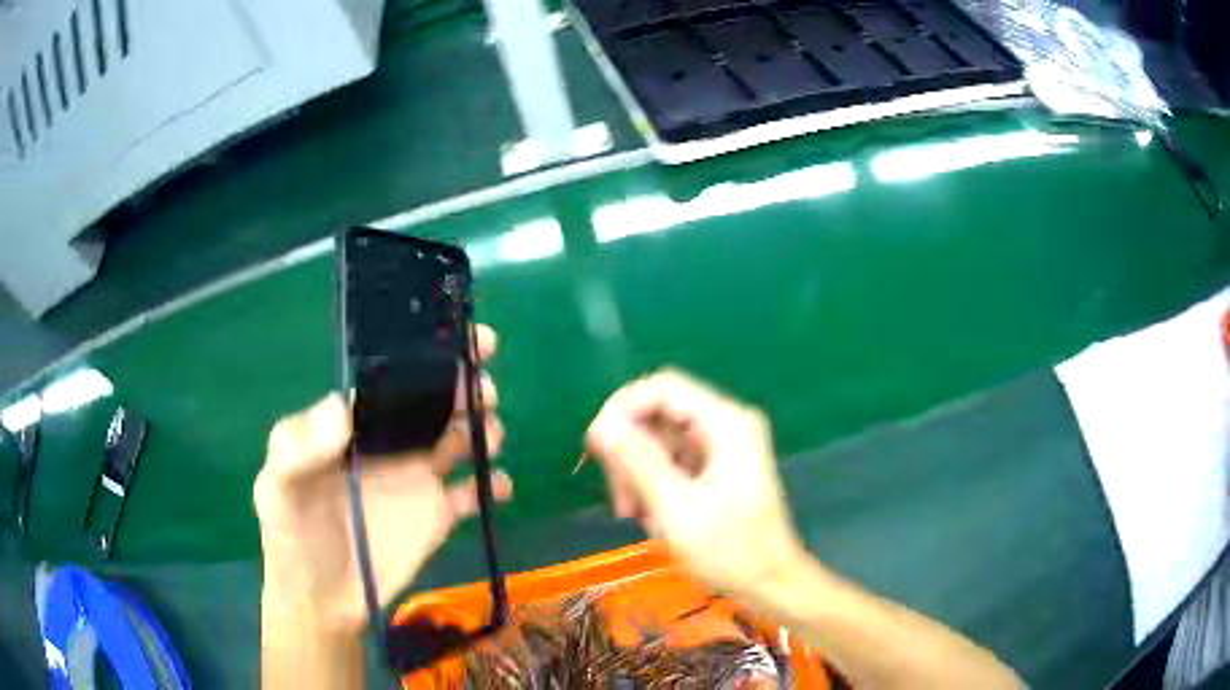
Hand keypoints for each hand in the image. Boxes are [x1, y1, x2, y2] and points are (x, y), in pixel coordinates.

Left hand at [254, 325, 511, 633]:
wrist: (320, 600)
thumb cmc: (293, 536)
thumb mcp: (278, 488)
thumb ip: (298, 446)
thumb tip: (340, 407)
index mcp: (354, 423)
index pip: (393, 376)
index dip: (426, 354)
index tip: (461, 338)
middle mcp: (390, 441)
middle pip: (435, 400)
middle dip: (464, 384)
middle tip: (482, 391)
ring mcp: (418, 477)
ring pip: (463, 437)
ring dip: (484, 427)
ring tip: (488, 436)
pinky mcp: (439, 515)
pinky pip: (475, 492)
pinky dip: (494, 484)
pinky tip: (499, 486)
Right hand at [585, 369, 804, 597]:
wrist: (771, 583)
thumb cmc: (731, 551)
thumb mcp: (677, 509)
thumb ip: (638, 462)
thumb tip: (602, 425)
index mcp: (726, 424)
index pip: (662, 388)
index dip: (623, 409)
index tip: (597, 448)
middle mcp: (726, 425)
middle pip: (659, 415)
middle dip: (631, 453)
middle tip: (621, 500)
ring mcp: (723, 446)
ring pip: (661, 441)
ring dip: (640, 474)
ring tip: (636, 516)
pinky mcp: (717, 466)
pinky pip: (673, 461)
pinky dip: (656, 485)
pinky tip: (655, 518)